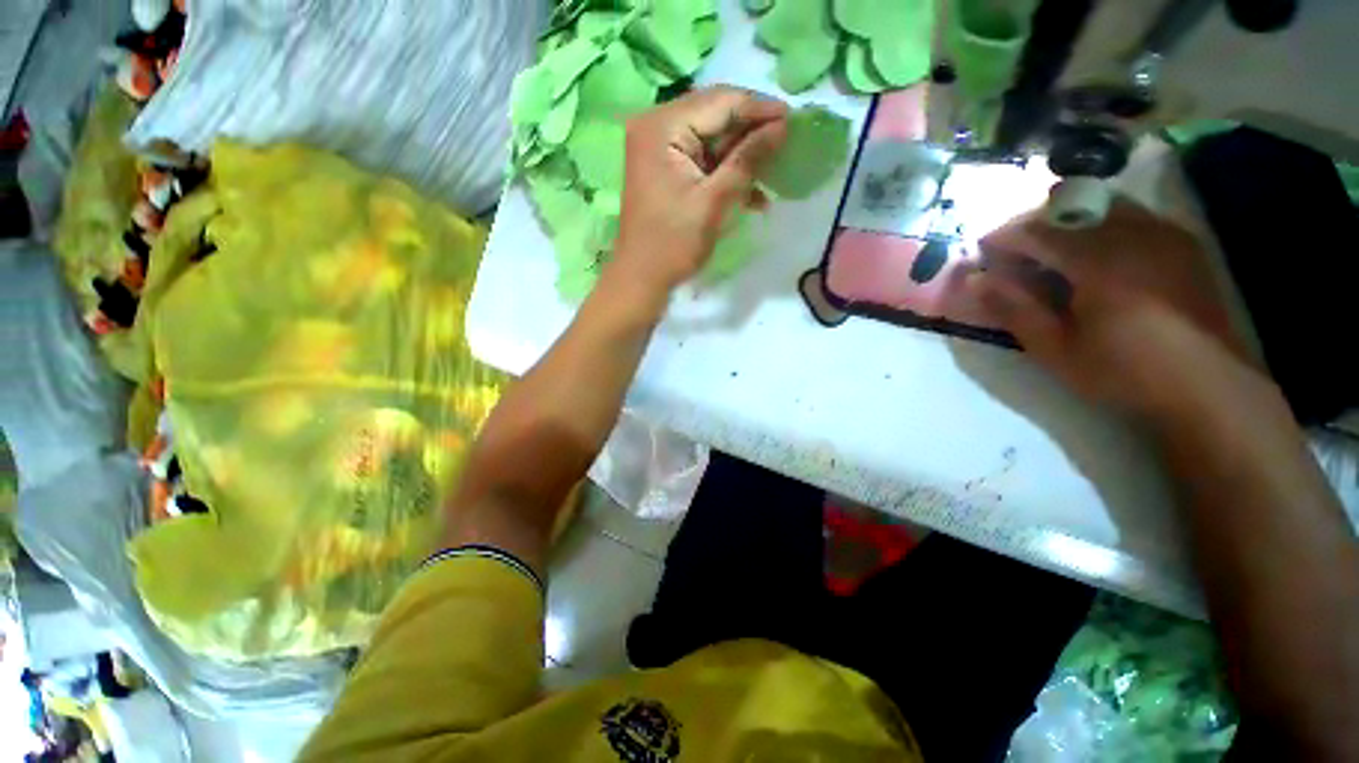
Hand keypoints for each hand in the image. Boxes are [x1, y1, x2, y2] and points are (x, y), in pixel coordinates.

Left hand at [610, 86, 787, 294]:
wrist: (641, 279)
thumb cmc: (673, 244)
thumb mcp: (714, 202)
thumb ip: (748, 160)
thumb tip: (782, 126)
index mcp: (662, 126)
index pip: (720, 101)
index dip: (760, 108)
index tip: (795, 119)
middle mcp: (657, 126)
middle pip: (716, 115)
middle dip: (753, 132)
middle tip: (789, 142)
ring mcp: (660, 148)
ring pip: (713, 139)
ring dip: (743, 156)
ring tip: (776, 170)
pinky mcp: (666, 168)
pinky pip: (704, 159)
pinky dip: (727, 172)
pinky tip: (753, 193)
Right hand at [966, 197, 1249, 415]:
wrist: (1208, 386)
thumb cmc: (1124, 371)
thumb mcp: (1055, 349)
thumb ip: (1014, 310)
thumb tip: (977, 279)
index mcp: (1098, 261)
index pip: (1037, 230)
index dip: (1003, 236)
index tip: (981, 250)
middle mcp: (1133, 234)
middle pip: (1071, 207)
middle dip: (1034, 222)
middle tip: (1013, 248)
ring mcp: (1163, 233)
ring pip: (1104, 203)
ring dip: (1069, 217)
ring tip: (1052, 246)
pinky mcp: (1181, 243)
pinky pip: (1133, 214)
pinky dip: (1103, 221)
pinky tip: (1096, 250)